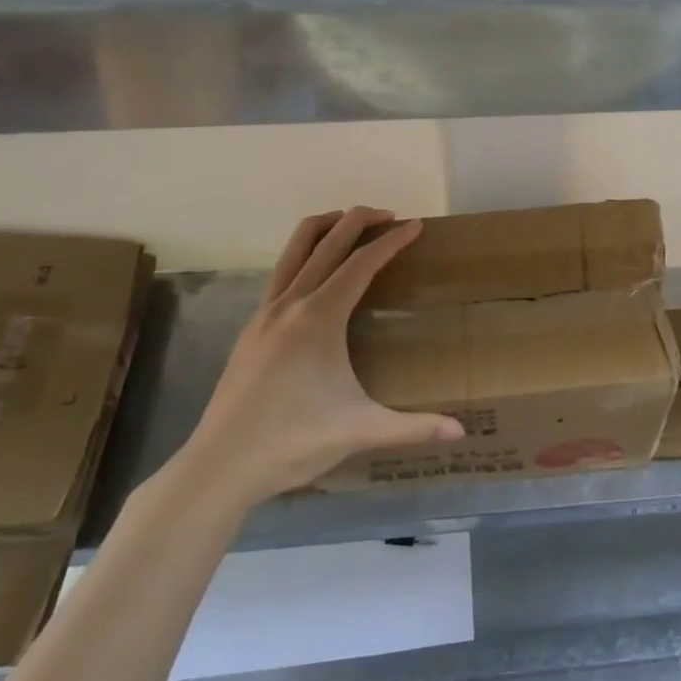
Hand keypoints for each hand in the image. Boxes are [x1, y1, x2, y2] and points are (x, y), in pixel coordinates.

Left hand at [174, 207, 463, 510]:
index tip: (415, 225)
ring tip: (351, 226)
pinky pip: (281, 274)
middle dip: (358, 220)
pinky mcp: (251, 329)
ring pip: (293, 250)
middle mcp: (289, 304)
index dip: (391, 242)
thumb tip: (460, 431)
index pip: (361, 264)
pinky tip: (318, 280)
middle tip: (390, 215)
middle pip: (325, 242)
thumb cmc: (293, 441)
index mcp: (318, 318)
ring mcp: (264, 314)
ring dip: (325, 229)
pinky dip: (304, 257)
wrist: (219, 465)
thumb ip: (414, 427)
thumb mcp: (361, 431)